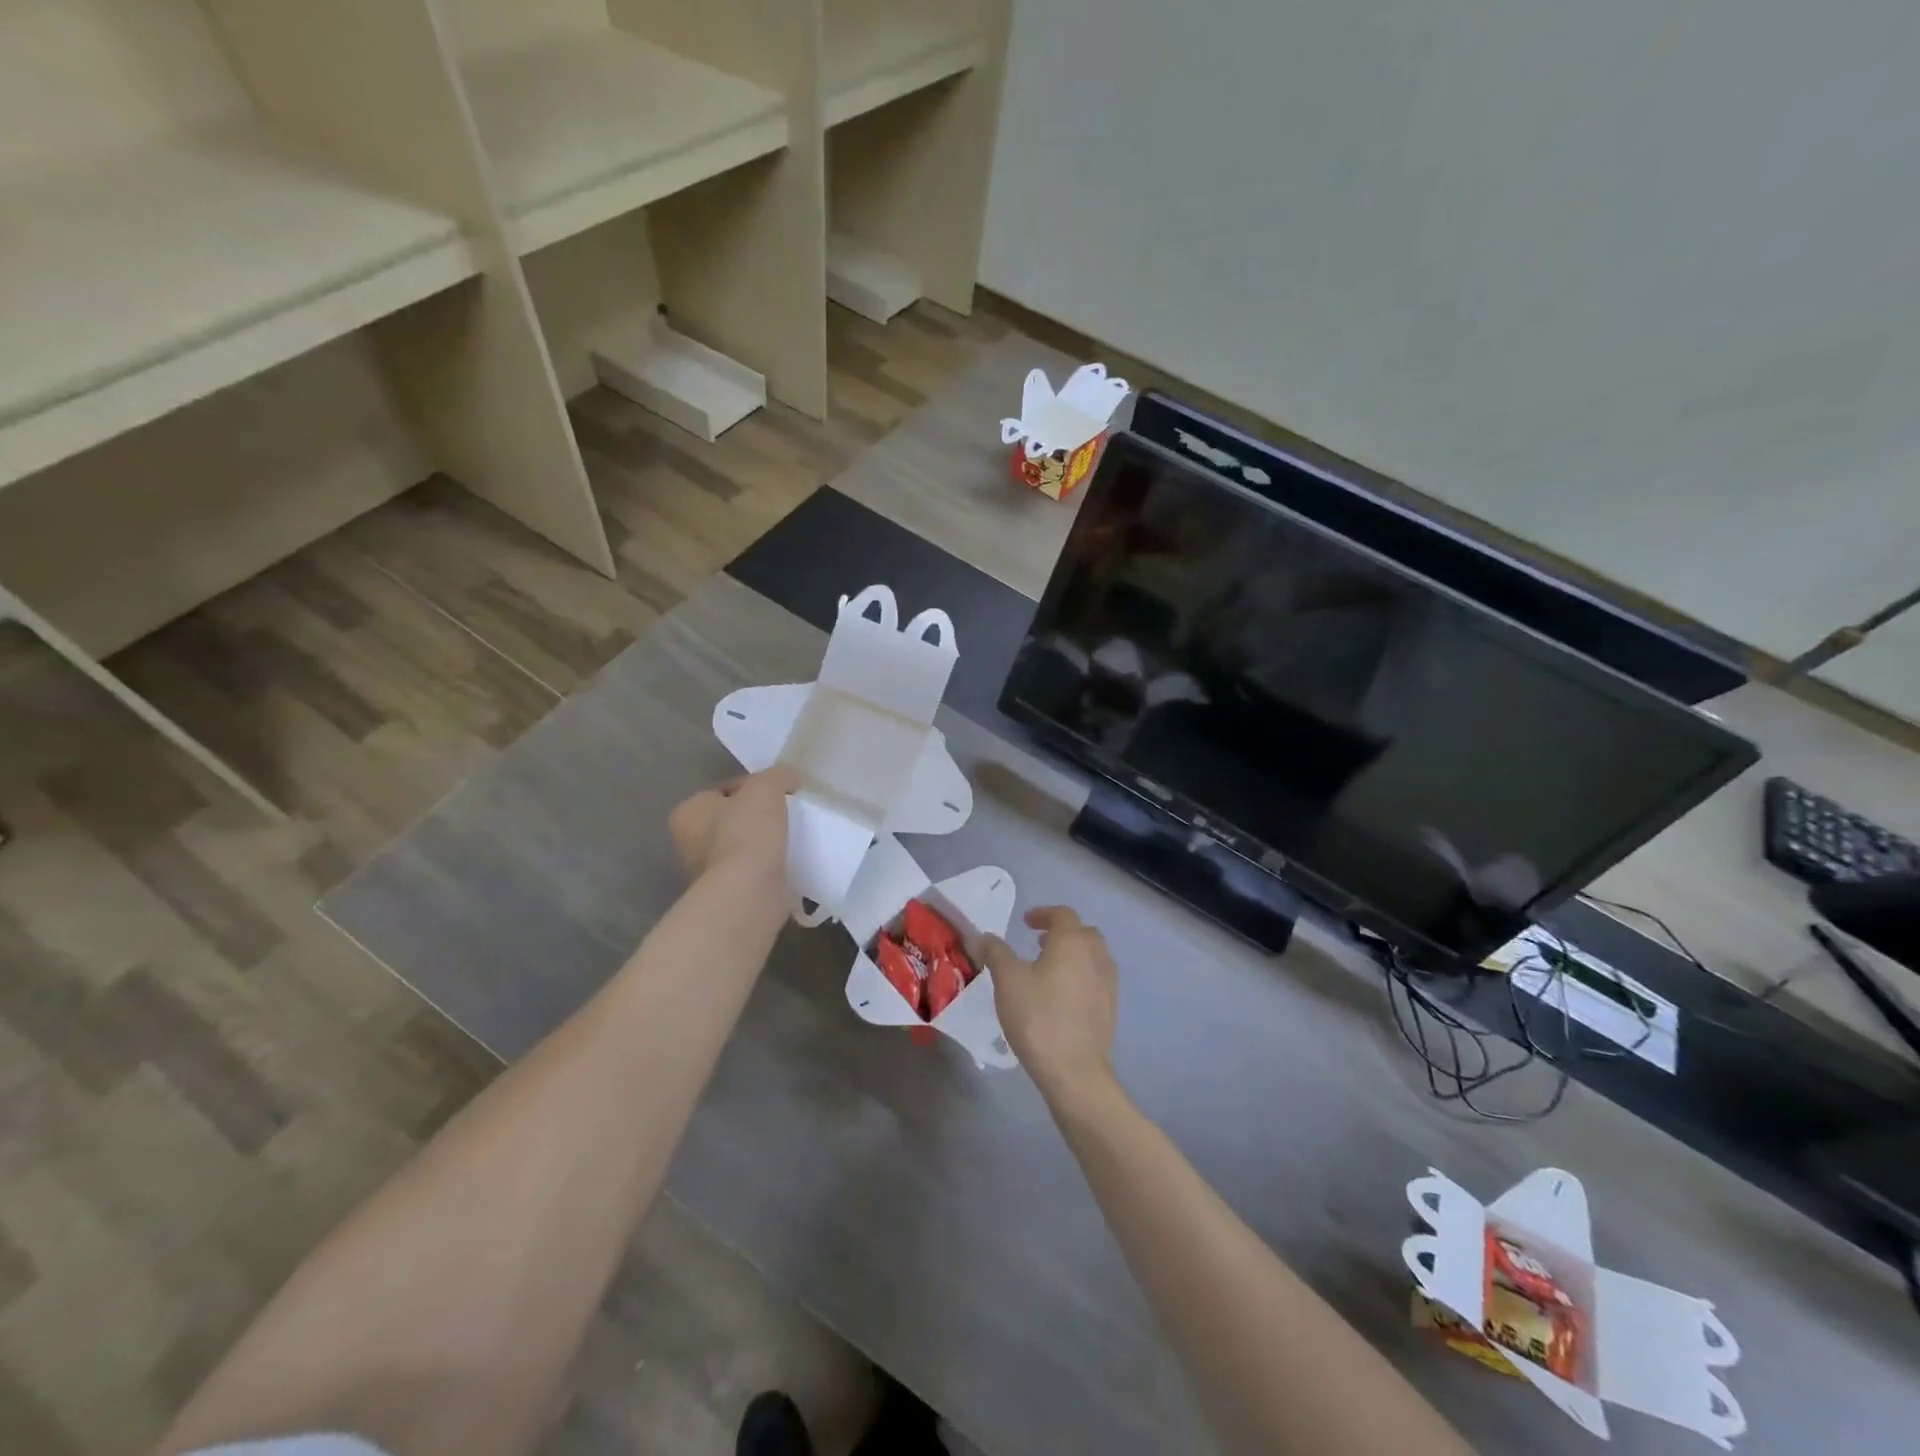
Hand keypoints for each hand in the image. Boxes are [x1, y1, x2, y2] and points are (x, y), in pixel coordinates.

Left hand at [668, 766, 798, 883]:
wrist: (749, 892)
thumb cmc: (746, 832)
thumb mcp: (765, 788)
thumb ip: (778, 775)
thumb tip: (792, 776)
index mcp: (688, 812)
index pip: (723, 790)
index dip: (753, 786)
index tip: (780, 792)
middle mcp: (690, 842)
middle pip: (732, 818)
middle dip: (758, 816)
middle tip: (787, 814)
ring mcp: (708, 872)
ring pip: (743, 845)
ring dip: (765, 842)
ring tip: (792, 837)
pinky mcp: (729, 893)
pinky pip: (753, 870)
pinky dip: (769, 865)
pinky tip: (789, 861)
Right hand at [978, 906, 1118, 1101]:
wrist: (1074, 1071)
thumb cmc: (1038, 1016)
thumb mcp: (1007, 980)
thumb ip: (995, 953)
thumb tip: (982, 936)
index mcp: (1073, 942)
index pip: (1063, 914)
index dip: (1043, 914)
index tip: (1026, 922)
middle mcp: (1096, 956)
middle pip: (1083, 933)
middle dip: (1061, 933)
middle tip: (1038, 944)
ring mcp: (1108, 984)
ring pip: (1093, 957)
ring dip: (1073, 955)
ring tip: (1048, 970)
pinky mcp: (1111, 1009)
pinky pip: (1096, 980)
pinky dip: (1081, 977)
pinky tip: (1062, 997)